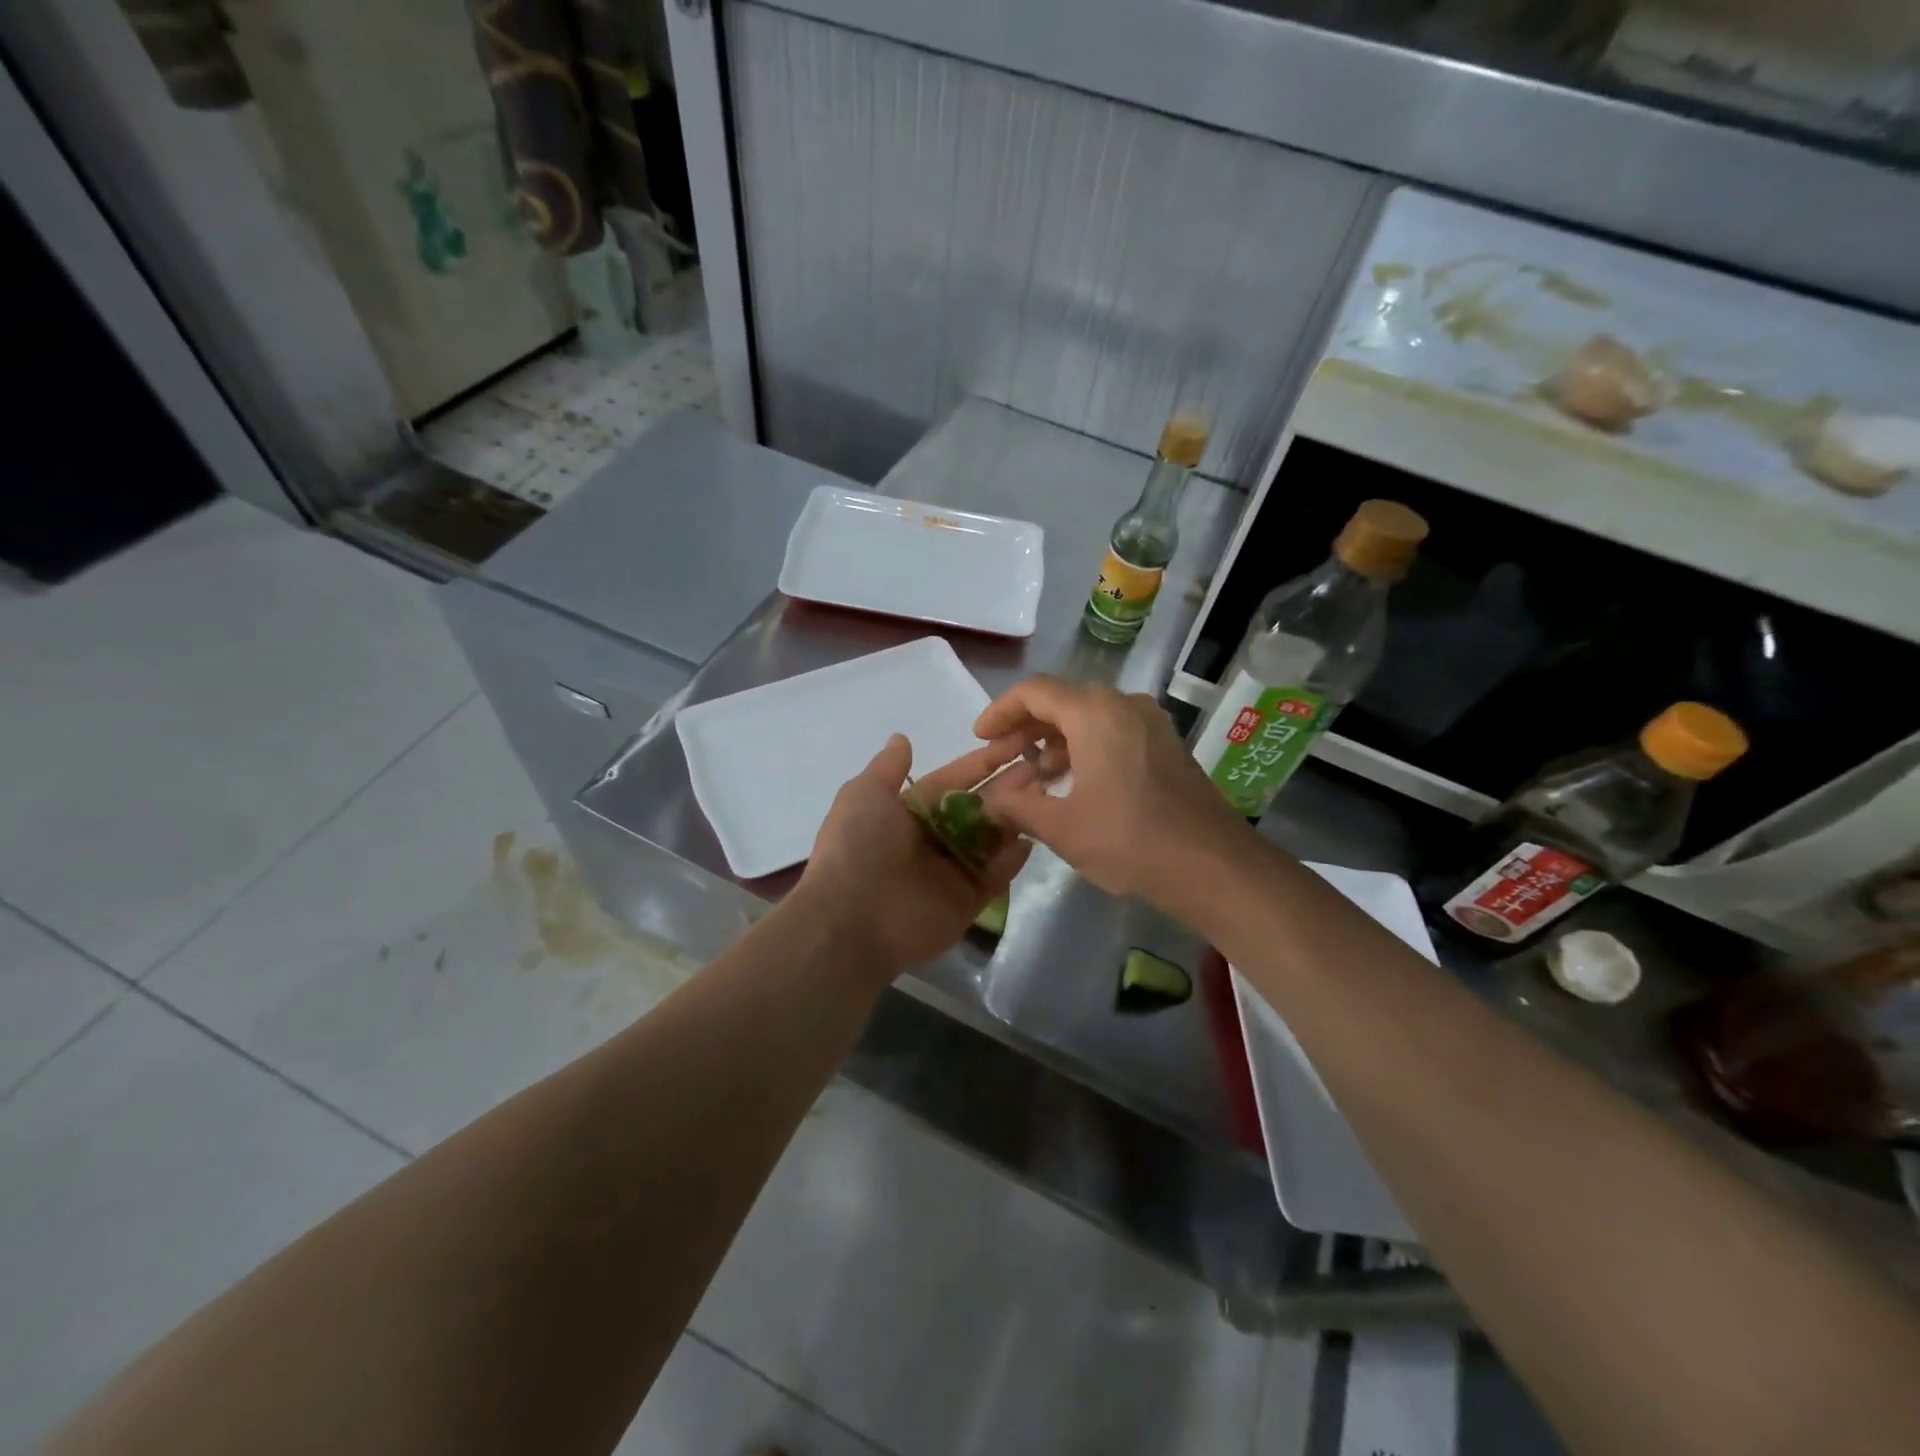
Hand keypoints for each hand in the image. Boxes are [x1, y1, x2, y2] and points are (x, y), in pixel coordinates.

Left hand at [792, 733, 1030, 979]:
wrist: (851, 920)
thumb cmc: (858, 847)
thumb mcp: (864, 794)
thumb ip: (888, 768)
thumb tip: (901, 738)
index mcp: (908, 812)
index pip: (953, 781)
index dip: (981, 763)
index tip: (1014, 742)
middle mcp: (932, 839)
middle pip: (977, 808)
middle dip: (1007, 787)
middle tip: (1043, 766)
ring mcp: (951, 872)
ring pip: (991, 839)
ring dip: (1015, 817)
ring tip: (1046, 793)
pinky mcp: (966, 902)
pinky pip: (995, 876)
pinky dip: (1013, 859)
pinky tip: (1034, 835)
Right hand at [973, 675, 1251, 905]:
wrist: (1213, 866)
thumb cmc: (1130, 841)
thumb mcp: (1061, 828)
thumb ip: (1016, 806)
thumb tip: (989, 800)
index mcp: (1094, 713)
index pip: (1034, 692)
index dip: (1000, 711)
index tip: (981, 738)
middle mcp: (1123, 705)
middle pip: (1062, 701)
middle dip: (1026, 728)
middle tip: (1003, 759)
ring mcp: (1150, 723)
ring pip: (1089, 717)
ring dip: (1056, 741)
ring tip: (1034, 777)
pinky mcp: (1166, 745)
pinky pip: (1114, 731)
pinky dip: (1085, 748)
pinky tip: (1074, 783)